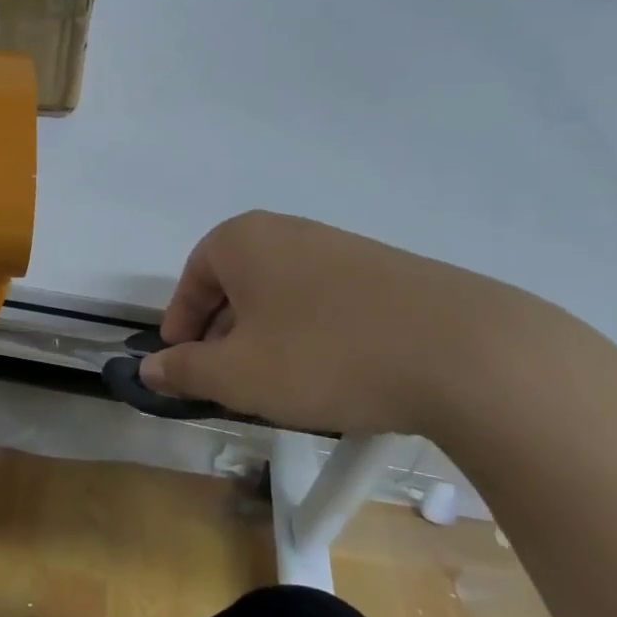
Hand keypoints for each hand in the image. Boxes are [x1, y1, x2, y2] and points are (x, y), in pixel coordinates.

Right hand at [139, 211, 573, 437]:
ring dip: (268, 336)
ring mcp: (341, 248)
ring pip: (282, 294)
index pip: (192, 278)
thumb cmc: (325, 356)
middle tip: (227, 380)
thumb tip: (150, 368)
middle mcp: (288, 231)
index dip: (181, 324)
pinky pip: (325, 301)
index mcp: (244, 240)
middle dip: (224, 333)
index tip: (182, 364)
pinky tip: (333, 373)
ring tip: (280, 384)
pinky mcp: (387, 272)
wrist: (466, 353)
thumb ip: (185, 370)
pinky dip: (312, 334)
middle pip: (236, 284)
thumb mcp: (239, 375)